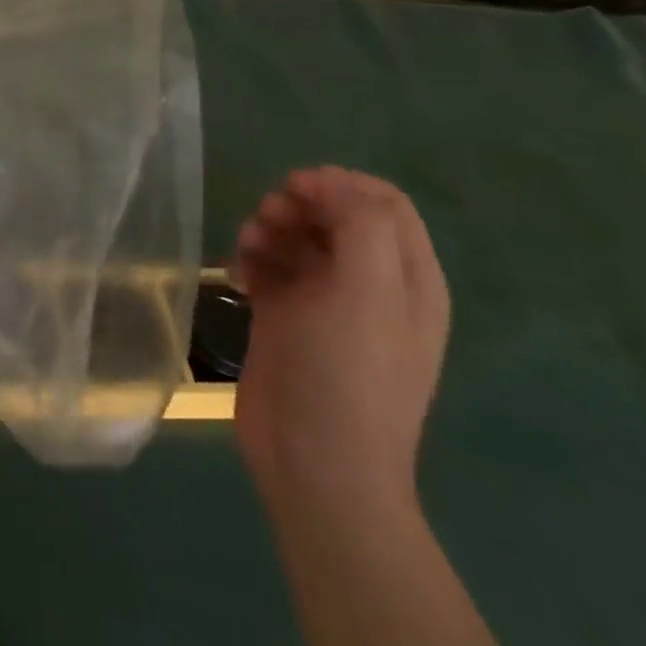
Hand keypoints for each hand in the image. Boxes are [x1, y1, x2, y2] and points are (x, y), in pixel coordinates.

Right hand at [232, 167, 448, 518]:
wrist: (314, 462)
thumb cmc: (348, 372)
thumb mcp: (369, 290)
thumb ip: (360, 222)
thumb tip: (326, 182)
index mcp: (407, 277)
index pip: (382, 201)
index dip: (338, 184)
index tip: (297, 191)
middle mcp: (371, 284)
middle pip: (334, 213)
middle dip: (297, 204)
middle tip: (269, 218)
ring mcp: (326, 302)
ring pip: (296, 236)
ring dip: (268, 228)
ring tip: (248, 247)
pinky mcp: (285, 317)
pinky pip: (268, 266)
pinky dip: (251, 258)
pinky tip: (238, 276)